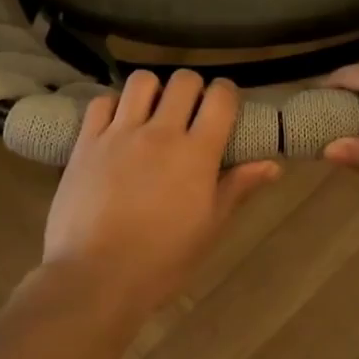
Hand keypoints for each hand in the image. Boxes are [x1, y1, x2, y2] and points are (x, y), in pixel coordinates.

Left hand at [42, 70, 280, 318]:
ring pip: (141, 81)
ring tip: (152, 113)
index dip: (226, 93)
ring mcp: (119, 134)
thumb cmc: (162, 261)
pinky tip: (118, 126)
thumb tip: (272, 165)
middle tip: (190, 111)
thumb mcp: (209, 228)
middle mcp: (160, 132)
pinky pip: (102, 102)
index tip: (224, 105)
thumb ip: (237, 188)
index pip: (220, 98)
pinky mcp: (86, 142)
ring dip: (153, 90)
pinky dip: (114, 105)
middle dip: (193, 88)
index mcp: (197, 153)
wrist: (96, 277)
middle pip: (183, 81)